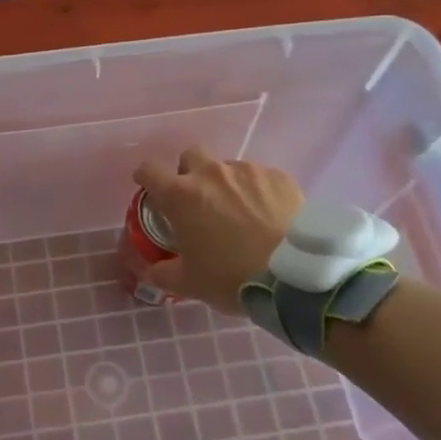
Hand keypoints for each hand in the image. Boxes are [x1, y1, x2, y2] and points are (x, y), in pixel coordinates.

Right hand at [131, 147, 303, 316]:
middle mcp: (211, 173)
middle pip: (191, 155)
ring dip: (226, 184)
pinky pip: (259, 177)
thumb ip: (162, 273)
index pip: (149, 170)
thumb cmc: (232, 277)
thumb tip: (147, 272)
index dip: (145, 177)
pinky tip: (268, 216)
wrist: (295, 276)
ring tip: (240, 214)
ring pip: (227, 167)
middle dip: (189, 172)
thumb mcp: (190, 283)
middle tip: (198, 200)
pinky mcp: (278, 176)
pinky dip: (257, 192)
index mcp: (181, 195)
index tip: (149, 189)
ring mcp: (247, 171)